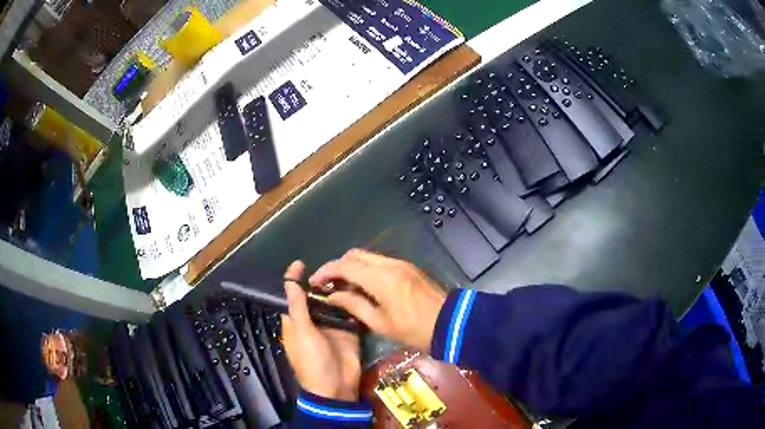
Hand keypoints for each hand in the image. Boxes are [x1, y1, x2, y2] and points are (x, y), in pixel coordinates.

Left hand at [281, 261, 361, 400]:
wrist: (337, 387)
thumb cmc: (312, 361)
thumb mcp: (302, 334)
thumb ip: (298, 308)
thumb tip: (289, 282)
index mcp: (295, 321)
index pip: (291, 296)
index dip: (293, 280)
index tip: (300, 263)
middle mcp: (312, 321)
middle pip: (314, 297)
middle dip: (320, 282)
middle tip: (333, 265)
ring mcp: (331, 325)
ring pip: (332, 303)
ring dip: (337, 290)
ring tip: (347, 271)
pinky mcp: (348, 330)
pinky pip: (349, 313)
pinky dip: (352, 302)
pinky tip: (359, 288)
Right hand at [309, 249, 446, 351]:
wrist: (451, 322)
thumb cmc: (414, 329)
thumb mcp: (380, 323)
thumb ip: (354, 305)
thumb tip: (332, 295)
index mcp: (380, 278)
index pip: (344, 266)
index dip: (326, 271)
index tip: (314, 282)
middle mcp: (389, 264)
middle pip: (355, 255)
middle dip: (338, 266)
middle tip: (329, 285)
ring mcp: (400, 263)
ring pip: (368, 256)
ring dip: (352, 267)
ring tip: (345, 288)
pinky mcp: (408, 267)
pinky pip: (380, 262)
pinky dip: (367, 269)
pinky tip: (365, 286)